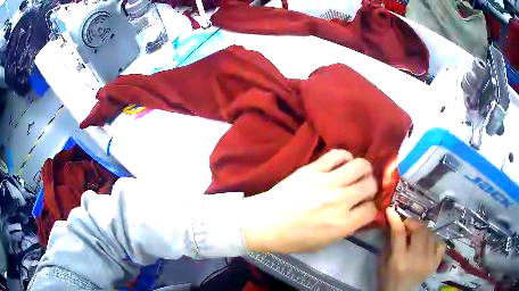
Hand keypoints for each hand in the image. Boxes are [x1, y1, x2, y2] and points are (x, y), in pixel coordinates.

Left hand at [243, 149, 377, 252]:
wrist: (264, 222)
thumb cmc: (292, 238)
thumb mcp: (324, 243)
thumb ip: (346, 227)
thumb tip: (359, 212)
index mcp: (342, 224)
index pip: (371, 209)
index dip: (371, 208)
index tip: (365, 207)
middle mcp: (339, 201)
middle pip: (370, 185)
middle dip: (370, 188)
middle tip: (362, 190)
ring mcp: (326, 182)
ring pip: (360, 165)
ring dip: (363, 170)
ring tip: (356, 175)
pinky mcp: (313, 169)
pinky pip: (337, 154)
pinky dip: (345, 157)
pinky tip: (342, 164)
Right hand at [379, 207, 445, 290]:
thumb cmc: (387, 278)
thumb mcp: (382, 262)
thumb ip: (388, 243)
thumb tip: (393, 223)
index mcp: (399, 259)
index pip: (399, 233)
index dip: (396, 219)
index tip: (391, 210)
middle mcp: (416, 259)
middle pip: (420, 230)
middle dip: (413, 222)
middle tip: (407, 224)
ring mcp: (428, 261)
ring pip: (431, 235)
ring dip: (423, 231)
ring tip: (417, 235)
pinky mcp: (435, 263)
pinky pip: (440, 244)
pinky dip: (435, 240)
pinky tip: (428, 243)